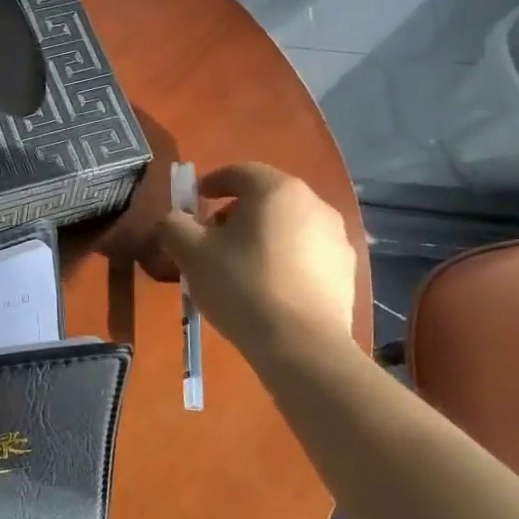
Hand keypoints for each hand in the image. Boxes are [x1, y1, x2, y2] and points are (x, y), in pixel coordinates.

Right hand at [159, 163, 356, 355]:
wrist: (301, 345)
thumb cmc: (241, 286)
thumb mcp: (191, 253)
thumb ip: (174, 226)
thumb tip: (172, 219)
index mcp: (277, 190)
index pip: (240, 172)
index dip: (213, 182)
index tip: (195, 201)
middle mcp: (314, 204)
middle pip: (266, 198)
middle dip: (236, 212)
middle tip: (211, 237)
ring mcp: (337, 238)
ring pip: (288, 225)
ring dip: (262, 236)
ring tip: (239, 266)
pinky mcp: (346, 271)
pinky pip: (307, 253)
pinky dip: (284, 259)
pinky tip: (268, 287)